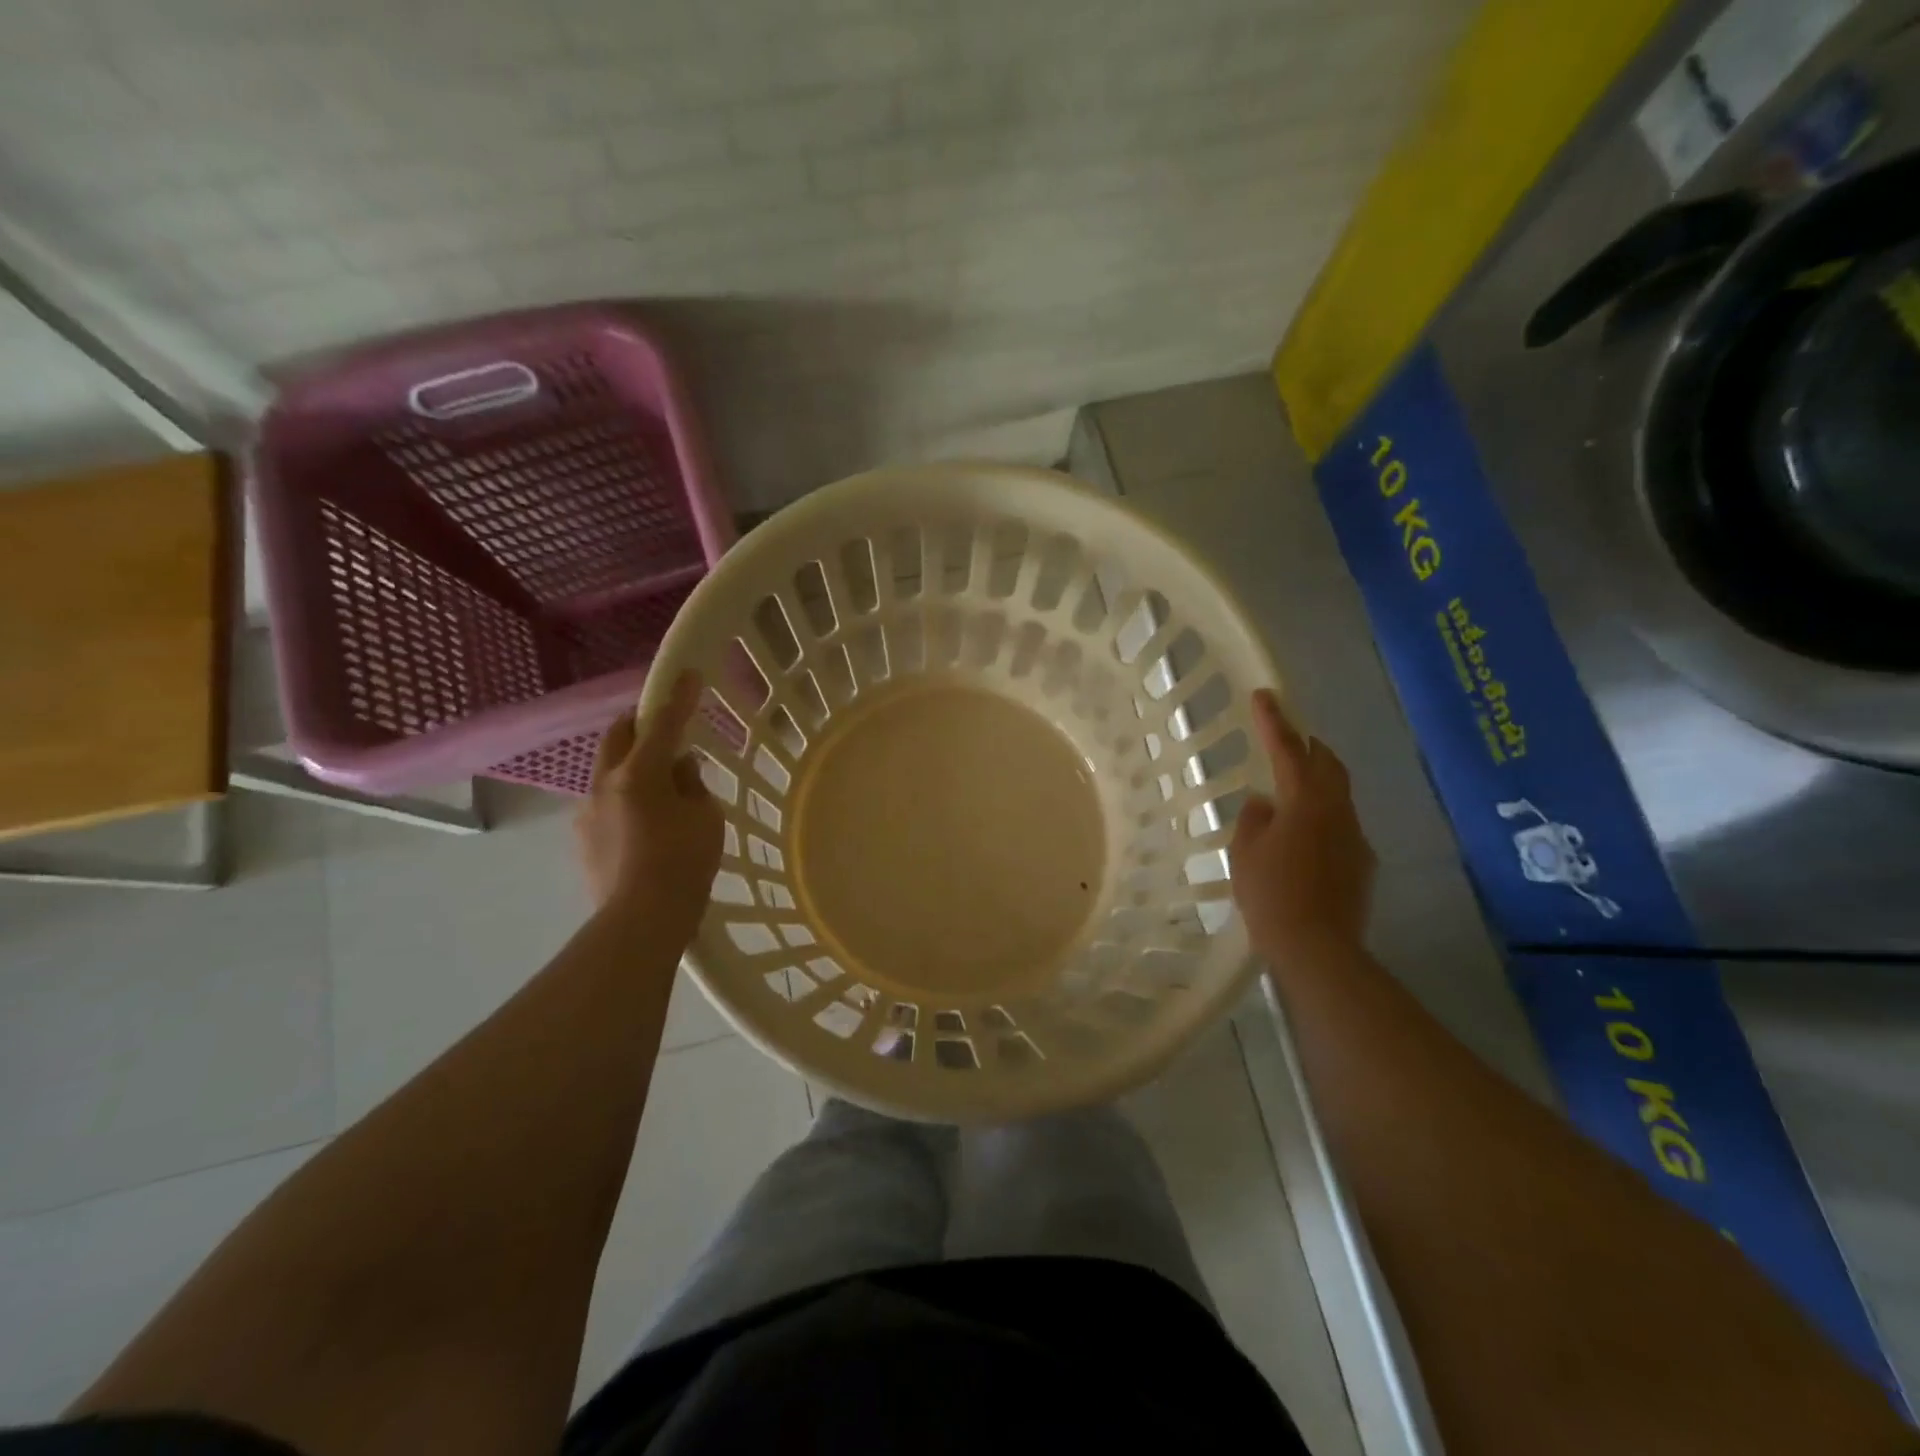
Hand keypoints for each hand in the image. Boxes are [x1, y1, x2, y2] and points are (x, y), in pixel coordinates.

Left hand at [575, 670, 725, 927]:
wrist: (641, 920)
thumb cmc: (684, 863)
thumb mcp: (705, 817)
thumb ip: (692, 784)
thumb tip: (678, 770)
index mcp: (639, 774)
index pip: (662, 723)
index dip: (678, 697)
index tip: (687, 674)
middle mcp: (605, 784)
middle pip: (618, 736)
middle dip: (639, 723)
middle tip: (664, 728)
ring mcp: (587, 812)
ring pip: (608, 771)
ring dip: (631, 766)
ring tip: (658, 789)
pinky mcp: (583, 839)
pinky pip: (605, 803)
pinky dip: (624, 799)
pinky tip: (643, 826)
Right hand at [1230, 689, 1375, 964]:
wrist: (1318, 948)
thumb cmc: (1271, 894)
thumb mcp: (1245, 853)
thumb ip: (1253, 819)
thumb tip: (1264, 802)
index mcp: (1305, 802)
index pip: (1288, 750)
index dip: (1273, 721)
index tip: (1264, 695)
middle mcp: (1337, 811)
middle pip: (1328, 764)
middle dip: (1308, 746)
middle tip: (1286, 738)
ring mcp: (1355, 837)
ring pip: (1337, 794)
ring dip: (1316, 781)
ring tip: (1290, 788)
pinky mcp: (1361, 863)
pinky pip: (1341, 824)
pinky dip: (1322, 815)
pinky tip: (1303, 837)